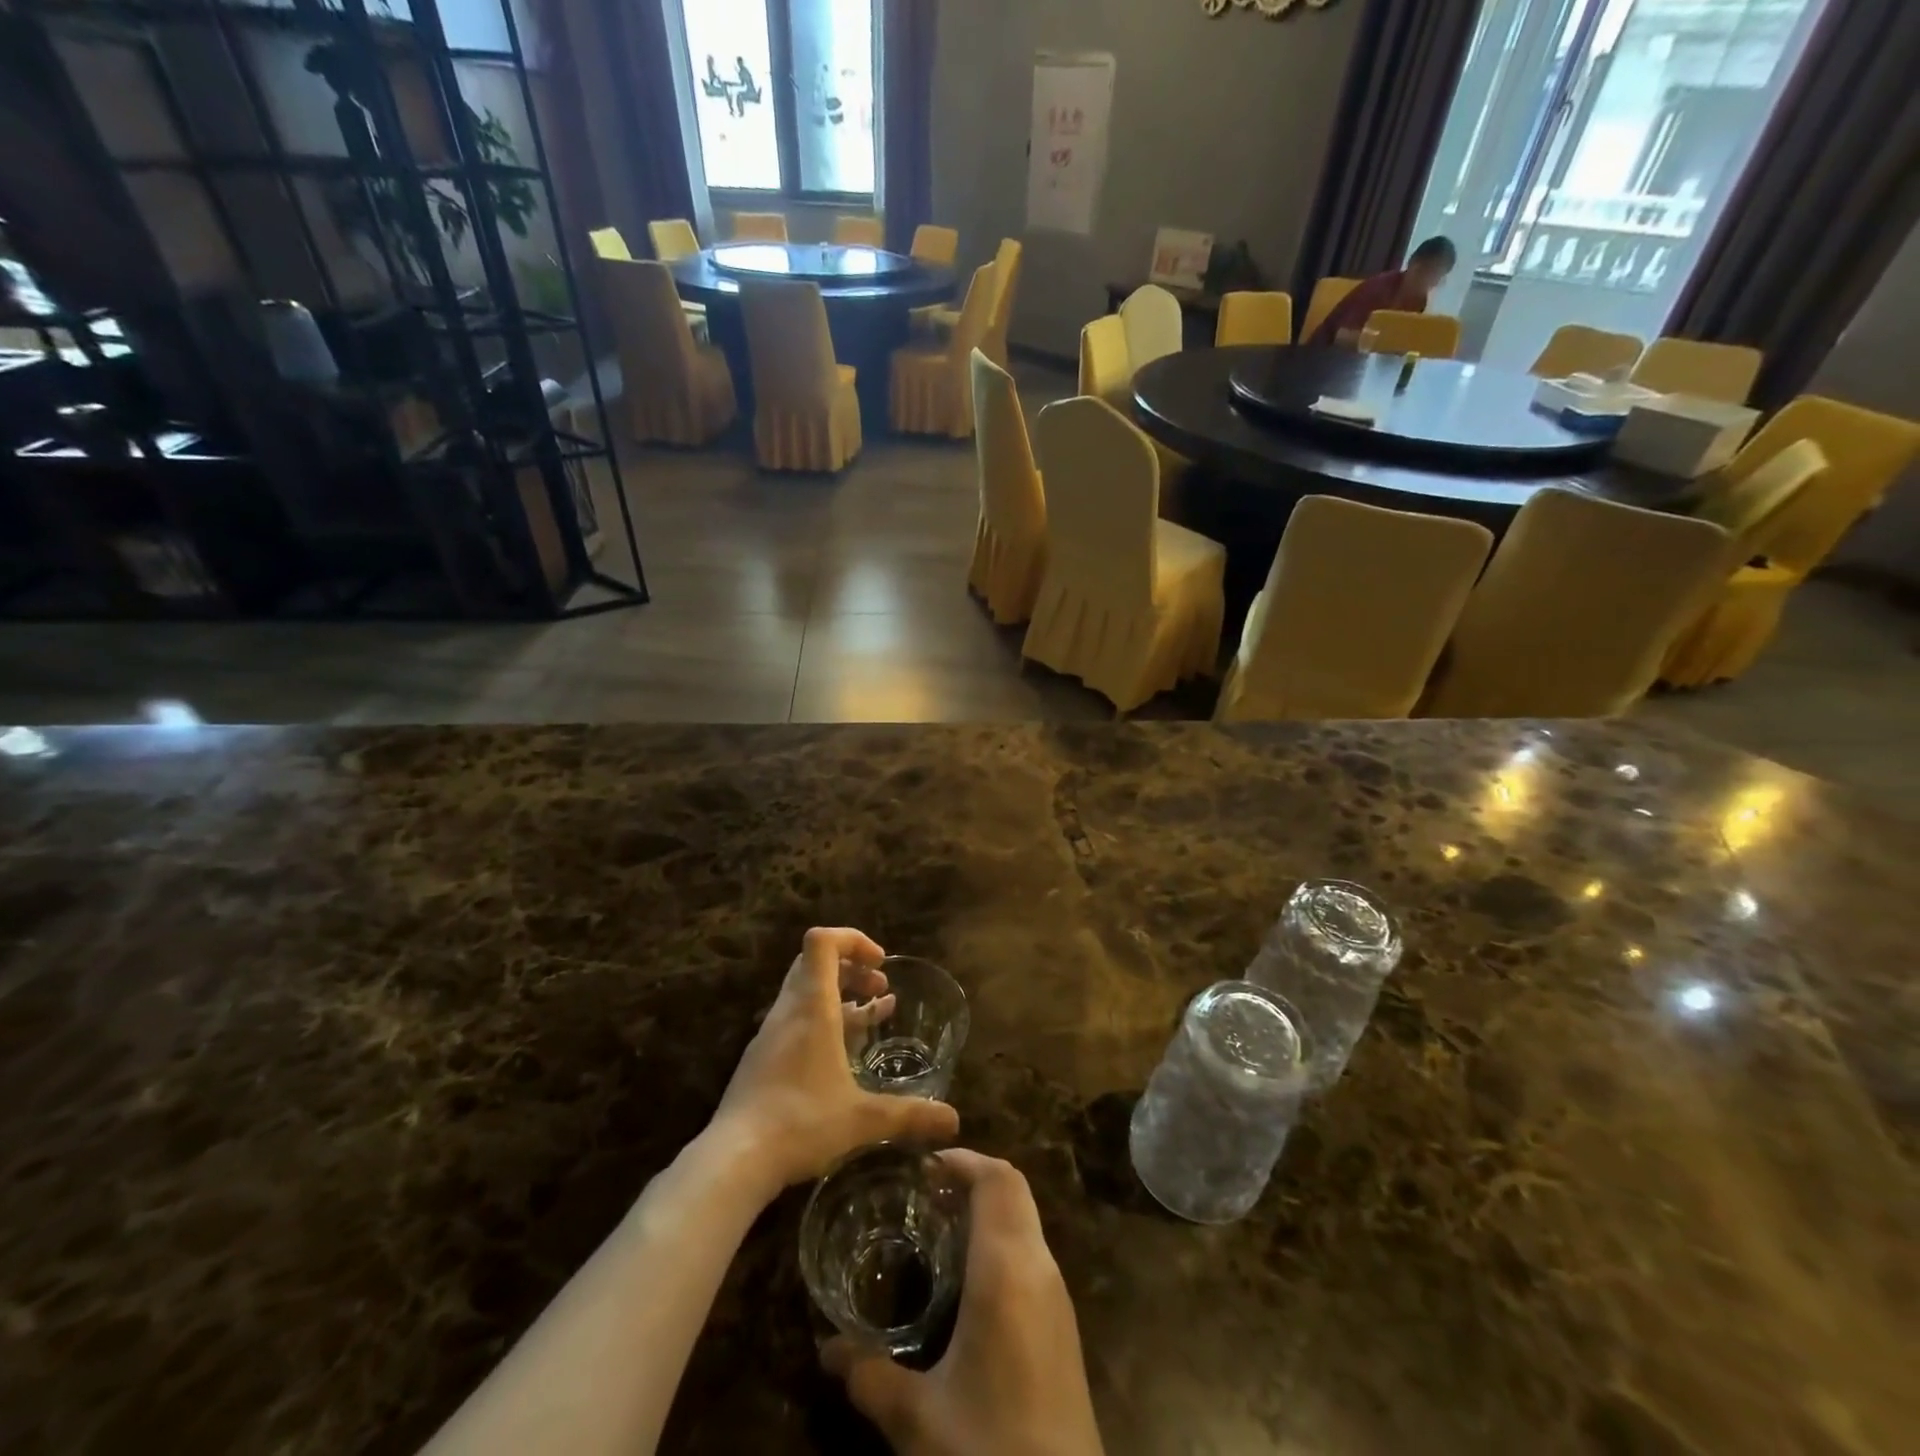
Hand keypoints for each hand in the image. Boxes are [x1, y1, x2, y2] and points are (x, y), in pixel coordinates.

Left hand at [711, 928, 958, 1193]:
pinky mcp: (762, 1058)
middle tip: (880, 987)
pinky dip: (823, 1019)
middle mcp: (789, 1010)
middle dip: (852, 966)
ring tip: (873, 1014)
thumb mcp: (863, 1119)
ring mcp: (771, 1034)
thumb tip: (954, 1121)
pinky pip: (796, 1019)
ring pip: (805, 991)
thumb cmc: (801, 1123)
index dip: (853, 940)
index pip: (822, 941)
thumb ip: (909, 1115)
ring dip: (840, 993)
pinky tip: (842, 1052)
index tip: (880, 964)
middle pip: (814, 961)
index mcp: (812, 1007)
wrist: (734, 1160)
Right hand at [823, 1151, 1103, 1455]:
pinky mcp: (1063, 1325)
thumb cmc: (990, 1448)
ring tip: (939, 1226)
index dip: (964, 1159)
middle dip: (972, 1176)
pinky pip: (1032, 1253)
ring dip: (989, 1207)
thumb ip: (870, 1375)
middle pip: (1014, 1189)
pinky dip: (1001, 1240)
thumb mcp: (918, 1420)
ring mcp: (1057, 1296)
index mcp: (1007, 1269)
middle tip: (924, 1190)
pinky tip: (967, 1280)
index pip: (997, 1180)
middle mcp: (1039, 1267)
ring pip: (1026, 1219)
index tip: (923, 1164)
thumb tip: (825, 1349)